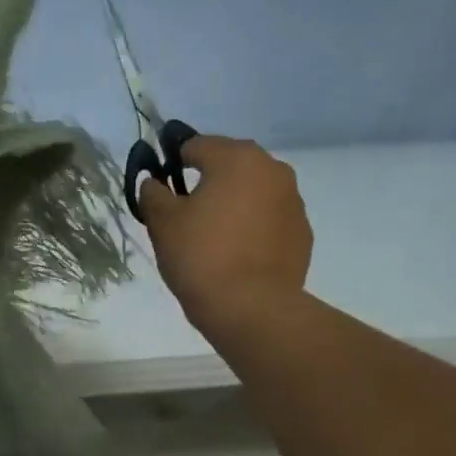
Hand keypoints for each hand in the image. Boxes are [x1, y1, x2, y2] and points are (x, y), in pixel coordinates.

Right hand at [139, 134, 312, 338]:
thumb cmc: (201, 258)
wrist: (251, 309)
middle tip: (187, 217)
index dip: (174, 164)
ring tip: (215, 240)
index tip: (162, 190)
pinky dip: (254, 230)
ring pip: (253, 194)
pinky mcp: (302, 234)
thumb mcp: (163, 224)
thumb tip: (154, 183)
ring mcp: (293, 202)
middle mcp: (273, 169)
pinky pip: (270, 221)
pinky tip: (238, 257)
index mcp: (237, 158)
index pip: (196, 146)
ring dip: (234, 206)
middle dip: (208, 184)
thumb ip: (153, 194)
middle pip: (230, 167)